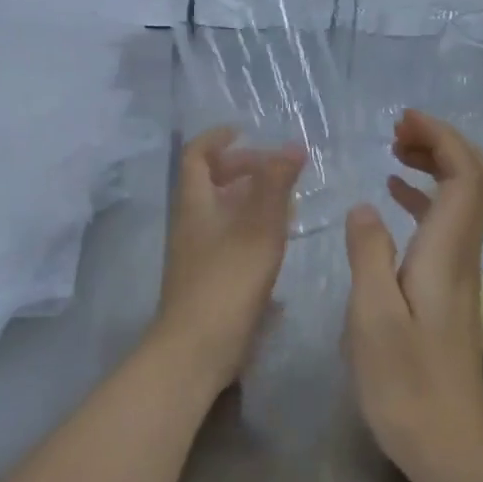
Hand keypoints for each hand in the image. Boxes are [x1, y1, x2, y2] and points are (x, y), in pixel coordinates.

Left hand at [148, 126, 304, 393]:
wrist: (196, 350)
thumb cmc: (227, 283)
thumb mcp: (258, 229)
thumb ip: (276, 186)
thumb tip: (291, 146)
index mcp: (195, 204)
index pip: (196, 155)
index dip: (218, 138)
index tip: (247, 131)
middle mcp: (191, 224)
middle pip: (210, 182)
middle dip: (242, 169)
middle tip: (277, 170)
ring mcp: (197, 254)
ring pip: (221, 212)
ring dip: (250, 200)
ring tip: (286, 203)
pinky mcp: (208, 280)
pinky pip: (228, 240)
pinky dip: (251, 230)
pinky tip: (277, 244)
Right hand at [342, 110, 482, 481]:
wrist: (449, 446)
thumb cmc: (404, 386)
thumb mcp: (371, 319)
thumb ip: (367, 256)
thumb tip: (365, 206)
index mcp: (444, 253)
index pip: (465, 175)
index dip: (442, 137)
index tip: (404, 121)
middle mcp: (460, 254)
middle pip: (475, 179)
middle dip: (442, 142)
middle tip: (397, 132)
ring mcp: (458, 271)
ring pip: (462, 199)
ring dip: (435, 166)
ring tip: (393, 151)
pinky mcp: (447, 289)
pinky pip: (444, 224)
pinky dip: (424, 198)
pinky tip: (394, 199)